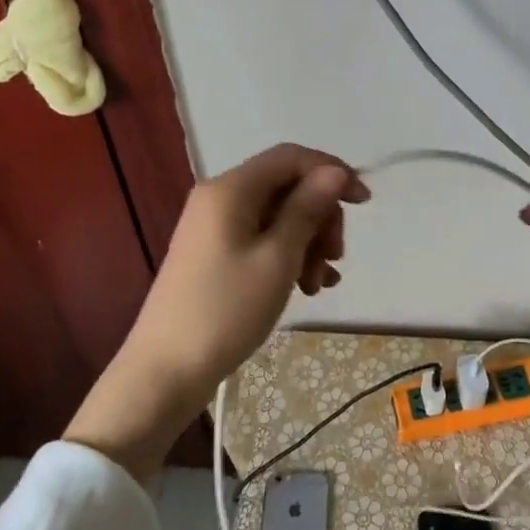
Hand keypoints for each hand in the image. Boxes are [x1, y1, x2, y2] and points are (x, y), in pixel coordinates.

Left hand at [64, 144, 367, 477]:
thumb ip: (307, 208)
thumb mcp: (278, 258)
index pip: (291, 157)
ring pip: (278, 216)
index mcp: (231, 189)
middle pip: (287, 187)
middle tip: (334, 256)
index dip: (332, 172)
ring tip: (317, 283)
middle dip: (320, 216)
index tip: (364, 203)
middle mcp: (221, 198)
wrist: (165, 372)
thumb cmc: (226, 310)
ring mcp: (215, 227)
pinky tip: (307, 287)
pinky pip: (262, 239)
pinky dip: (289, 256)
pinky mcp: (215, 253)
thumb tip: (334, 172)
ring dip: (308, 242)